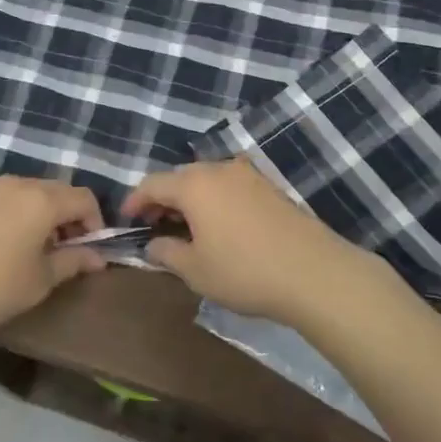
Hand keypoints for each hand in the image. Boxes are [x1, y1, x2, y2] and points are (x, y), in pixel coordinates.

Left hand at [0, 176, 106, 343]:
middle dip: (70, 217)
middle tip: (66, 251)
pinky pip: (7, 199)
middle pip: (58, 190)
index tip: (90, 251)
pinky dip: (19, 215)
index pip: (84, 198)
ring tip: (36, 251)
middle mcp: (19, 184)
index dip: (95, 222)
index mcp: (43, 199)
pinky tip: (5, 247)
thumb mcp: (41, 280)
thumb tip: (98, 257)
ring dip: (44, 215)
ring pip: (31, 193)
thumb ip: (74, 262)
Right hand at [120, 158, 376, 325]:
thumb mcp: (196, 270)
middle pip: (180, 178)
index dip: (135, 200)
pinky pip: (229, 186)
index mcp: (194, 185)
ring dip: (191, 199)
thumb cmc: (244, 271)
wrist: (313, 271)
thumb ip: (167, 253)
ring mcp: (247, 175)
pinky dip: (215, 201)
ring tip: (187, 228)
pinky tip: (219, 226)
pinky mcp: (269, 187)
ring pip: (207, 180)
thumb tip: (153, 244)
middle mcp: (218, 169)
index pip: (152, 184)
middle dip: (164, 199)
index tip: (126, 219)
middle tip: (155, 225)